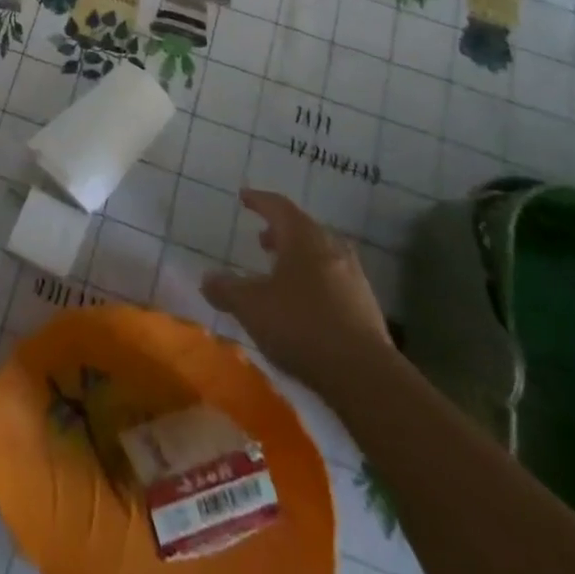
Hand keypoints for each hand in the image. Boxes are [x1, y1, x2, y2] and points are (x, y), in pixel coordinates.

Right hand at [201, 191, 390, 383]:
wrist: (366, 376)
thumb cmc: (301, 326)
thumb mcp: (251, 307)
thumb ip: (226, 289)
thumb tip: (207, 278)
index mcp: (303, 237)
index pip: (278, 206)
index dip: (259, 200)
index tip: (244, 197)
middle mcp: (331, 248)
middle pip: (303, 229)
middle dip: (281, 232)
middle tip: (263, 240)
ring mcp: (354, 278)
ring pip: (322, 255)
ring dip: (300, 258)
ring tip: (282, 274)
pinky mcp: (367, 308)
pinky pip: (335, 282)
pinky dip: (316, 283)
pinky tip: (306, 306)